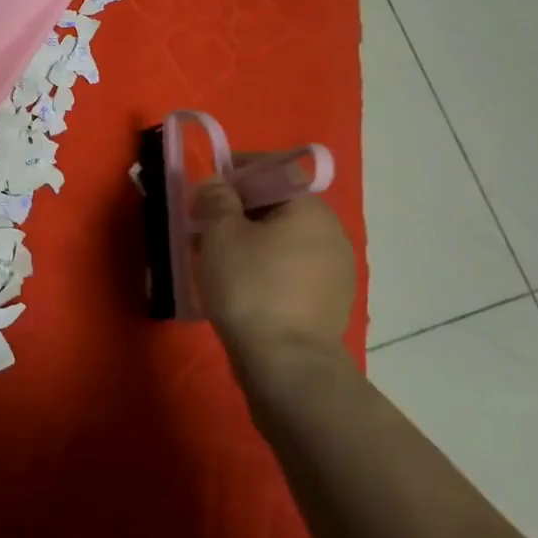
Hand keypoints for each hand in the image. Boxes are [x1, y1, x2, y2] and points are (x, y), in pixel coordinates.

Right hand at [191, 174, 355, 376]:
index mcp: (311, 209)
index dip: (235, 173)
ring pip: (282, 239)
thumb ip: (216, 198)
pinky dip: (263, 267)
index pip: (273, 171)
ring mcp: (335, 271)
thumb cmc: (250, 287)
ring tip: (215, 258)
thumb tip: (219, 184)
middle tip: (202, 226)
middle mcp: (331, 233)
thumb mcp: (220, 233)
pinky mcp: (328, 302)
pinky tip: (238, 285)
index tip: (205, 190)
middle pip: (277, 206)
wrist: (287, 365)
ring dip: (249, 240)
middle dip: (238, 210)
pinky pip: (289, 269)